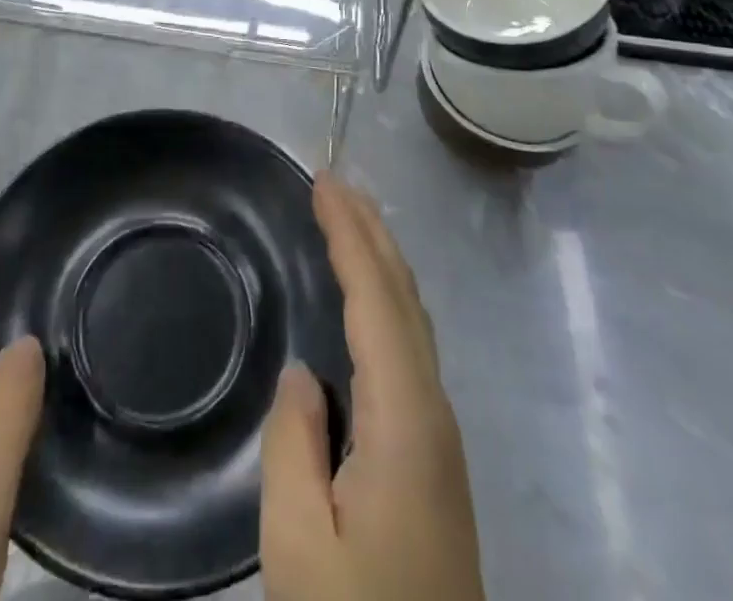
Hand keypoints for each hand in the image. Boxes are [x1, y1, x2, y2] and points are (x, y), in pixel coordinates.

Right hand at [260, 174, 484, 600]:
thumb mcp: (299, 548)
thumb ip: (294, 446)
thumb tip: (304, 375)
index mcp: (404, 420)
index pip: (376, 300)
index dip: (350, 235)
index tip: (322, 183)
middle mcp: (432, 413)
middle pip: (404, 298)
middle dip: (371, 232)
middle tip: (335, 183)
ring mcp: (439, 437)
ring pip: (412, 320)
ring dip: (381, 260)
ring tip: (348, 220)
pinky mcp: (432, 458)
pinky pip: (408, 347)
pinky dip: (385, 300)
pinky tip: (367, 303)